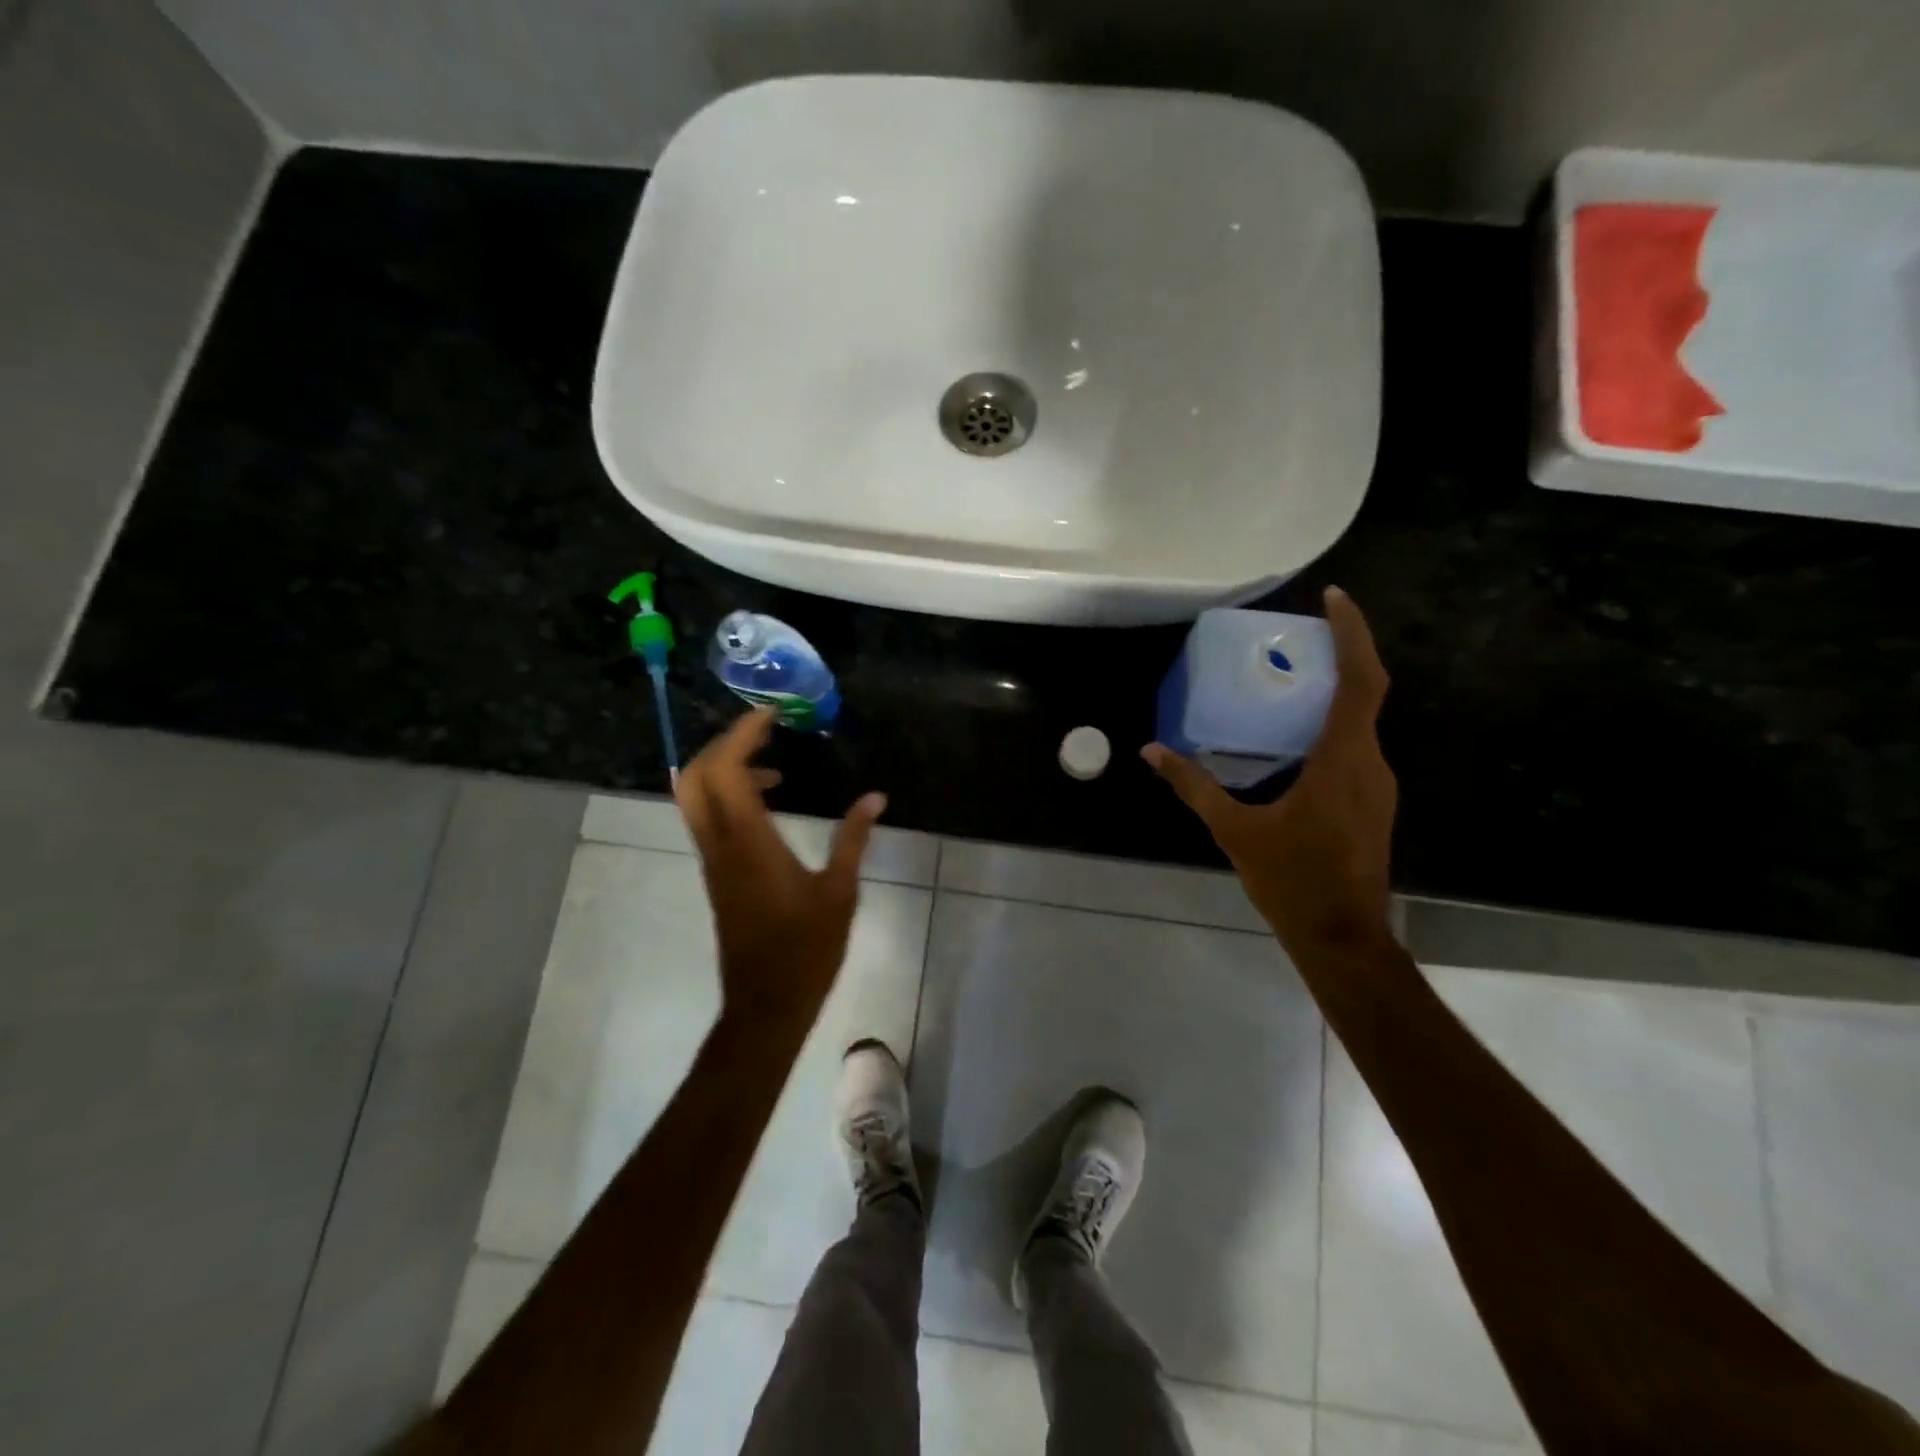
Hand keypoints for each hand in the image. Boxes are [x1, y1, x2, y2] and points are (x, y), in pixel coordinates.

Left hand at [675, 708, 886, 1019]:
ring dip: (723, 767)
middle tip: (764, 730)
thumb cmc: (806, 951)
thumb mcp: (840, 893)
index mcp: (749, 843)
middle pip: (695, 776)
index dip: (743, 734)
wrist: (765, 1005)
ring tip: (773, 761)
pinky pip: (708, 817)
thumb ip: (853, 839)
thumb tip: (875, 797)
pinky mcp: (716, 874)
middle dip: (723, 743)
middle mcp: (720, 845)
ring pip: (695, 797)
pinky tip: (770, 801)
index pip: (727, 770)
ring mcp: (712, 860)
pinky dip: (728, 793)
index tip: (771, 714)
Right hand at [1144, 586, 1396, 957]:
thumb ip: (1194, 786)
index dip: (1352, 634)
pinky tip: (1292, 735)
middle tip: (1296, 633)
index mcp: (1342, 760)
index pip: (1360, 681)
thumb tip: (1153, 750)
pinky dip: (1330, 723)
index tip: (1333, 597)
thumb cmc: (1292, 881)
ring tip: (1288, 676)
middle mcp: (1370, 763)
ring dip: (1333, 690)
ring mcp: (1376, 784)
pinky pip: (1354, 745)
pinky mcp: (1371, 801)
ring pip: (1360, 721)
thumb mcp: (1235, 830)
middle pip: (1364, 692)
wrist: (1342, 937)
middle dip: (1338, 654)